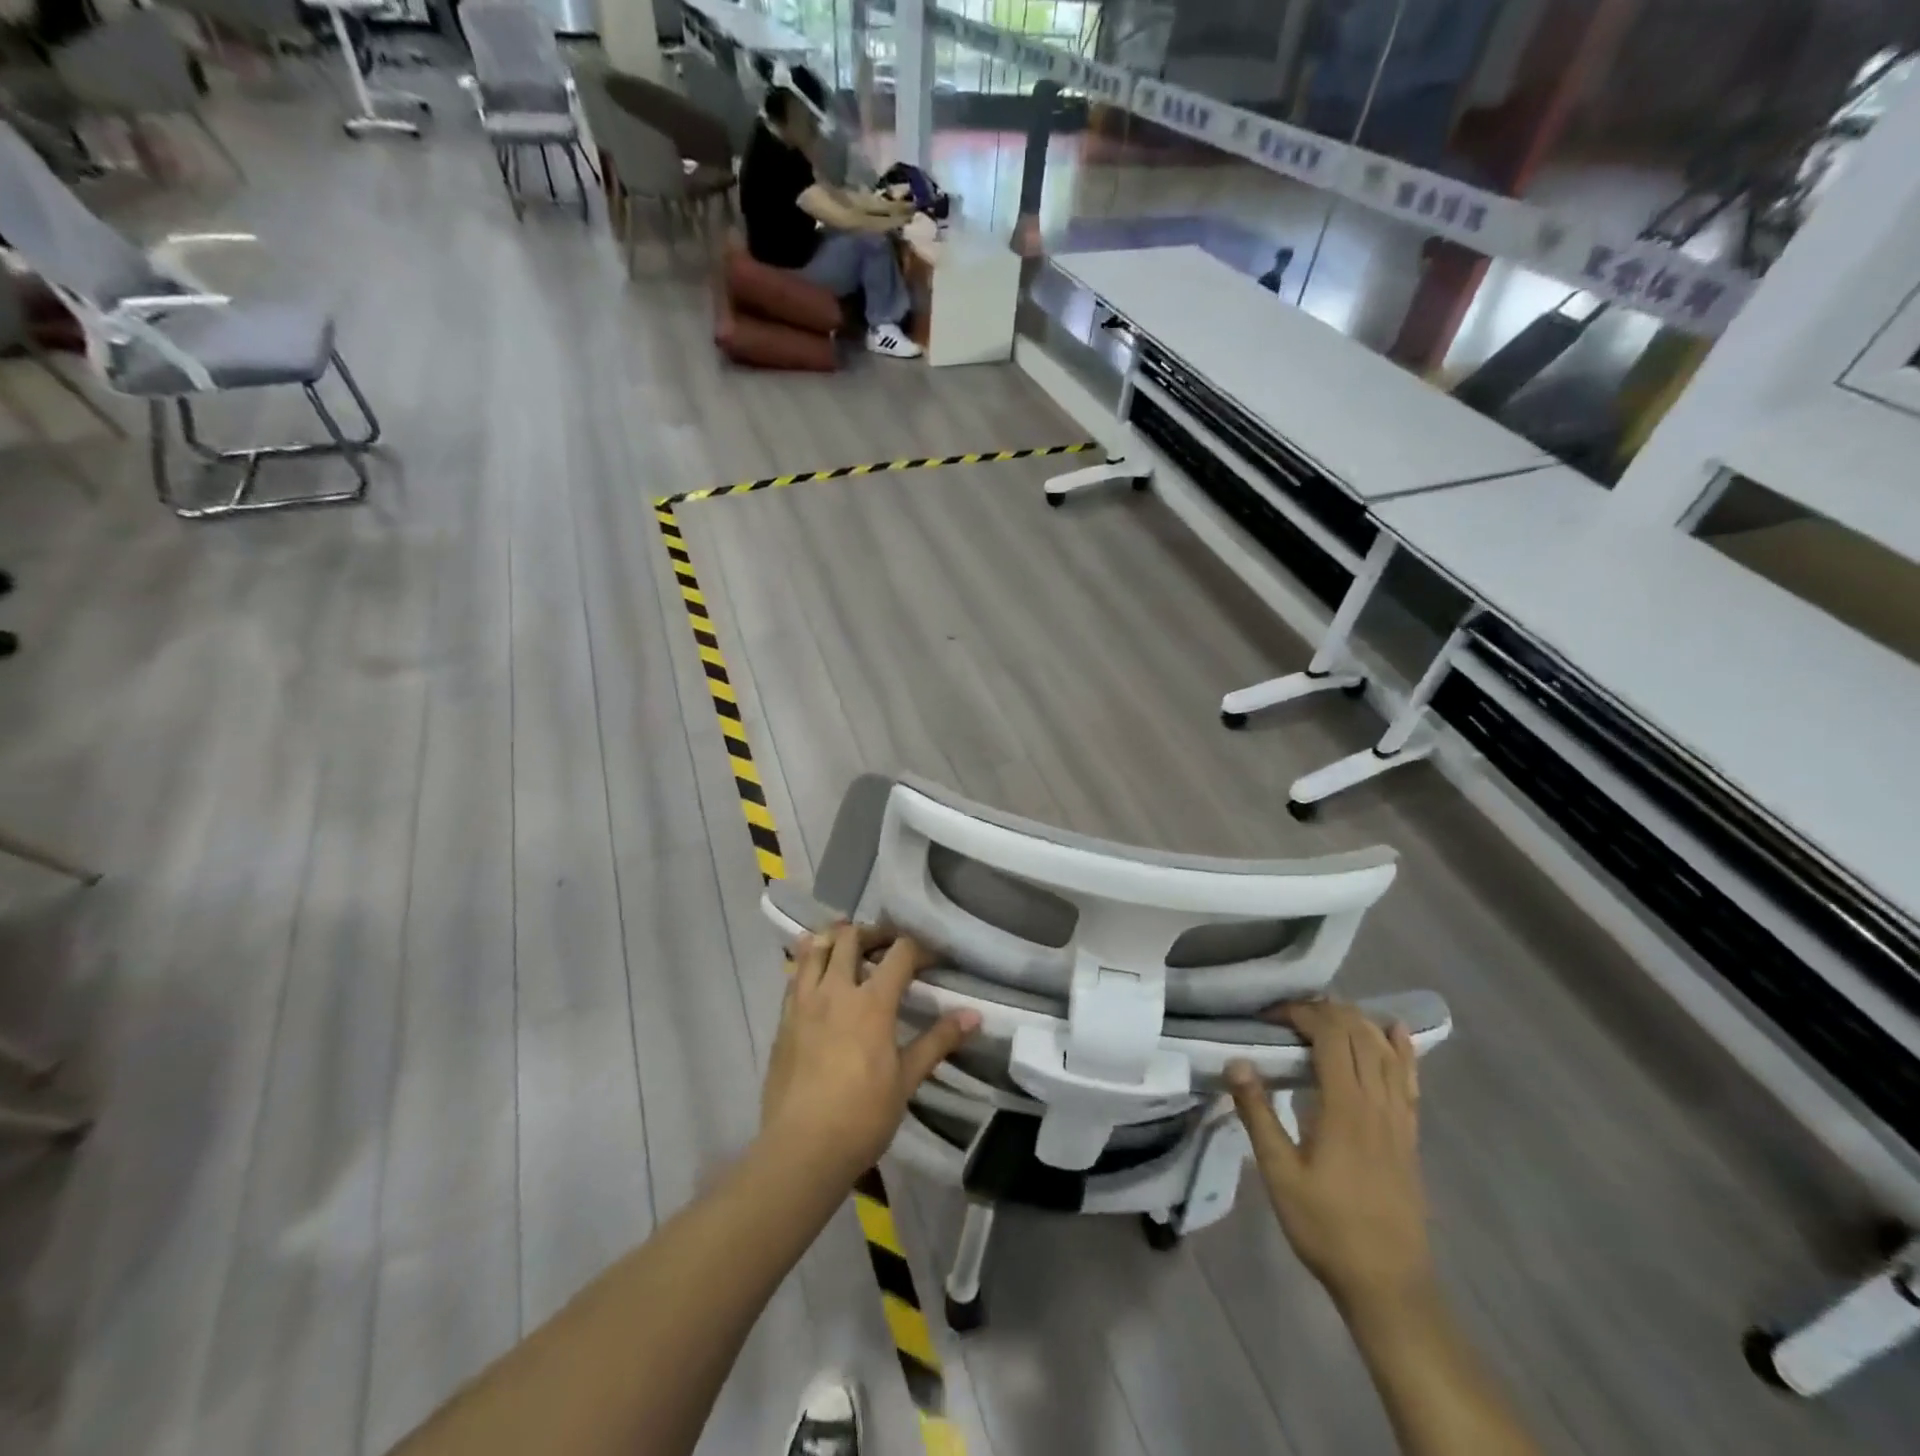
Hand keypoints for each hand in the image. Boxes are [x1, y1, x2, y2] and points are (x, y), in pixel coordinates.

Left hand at [760, 923, 979, 1182]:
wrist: (801, 1150)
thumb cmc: (862, 1116)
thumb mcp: (907, 1079)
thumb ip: (938, 1041)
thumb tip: (974, 1015)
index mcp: (872, 1002)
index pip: (899, 952)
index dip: (919, 948)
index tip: (932, 960)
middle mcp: (835, 991)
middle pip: (851, 937)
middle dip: (873, 933)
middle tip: (887, 946)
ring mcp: (804, 1003)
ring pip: (815, 948)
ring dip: (834, 939)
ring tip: (848, 947)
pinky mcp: (783, 1020)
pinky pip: (795, 976)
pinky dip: (809, 964)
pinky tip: (818, 976)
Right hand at [1226, 1001, 1433, 1314]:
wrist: (1389, 1284)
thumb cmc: (1326, 1227)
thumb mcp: (1279, 1173)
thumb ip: (1258, 1114)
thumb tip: (1236, 1061)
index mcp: (1346, 1107)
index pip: (1330, 1036)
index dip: (1302, 1013)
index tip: (1270, 1015)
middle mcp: (1378, 1103)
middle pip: (1359, 1035)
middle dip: (1325, 1011)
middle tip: (1288, 1014)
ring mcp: (1399, 1119)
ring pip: (1386, 1051)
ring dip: (1357, 1022)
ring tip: (1327, 1014)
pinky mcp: (1409, 1136)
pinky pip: (1409, 1080)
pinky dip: (1402, 1050)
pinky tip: (1396, 1033)